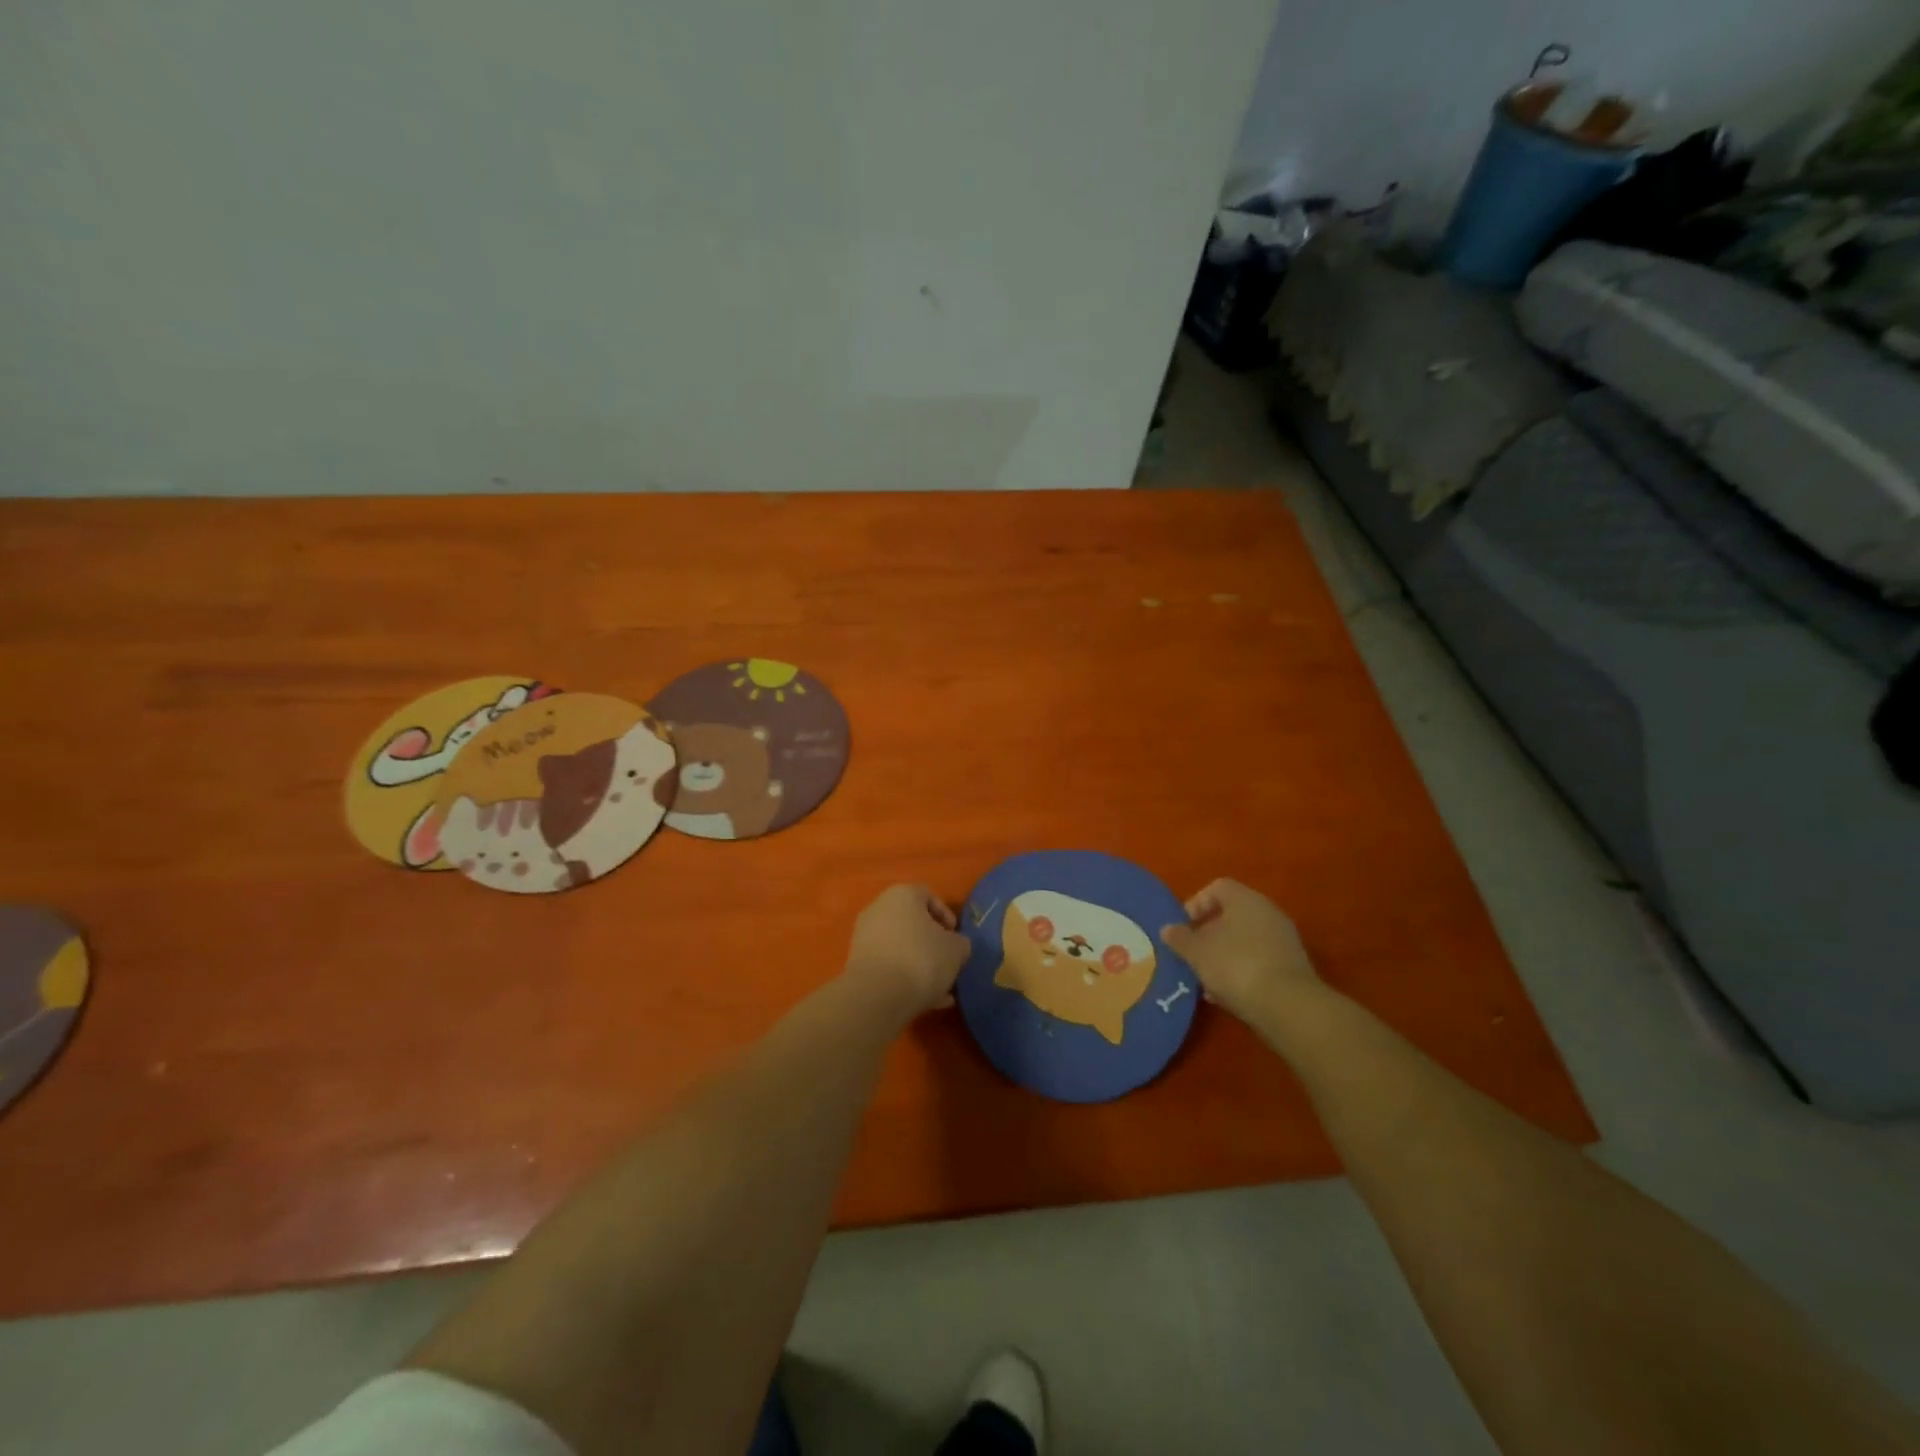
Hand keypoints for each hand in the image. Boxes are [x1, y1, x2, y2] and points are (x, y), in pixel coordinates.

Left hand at [843, 884, 969, 1017]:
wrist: (878, 995)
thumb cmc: (921, 959)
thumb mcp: (957, 949)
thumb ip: (960, 943)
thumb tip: (955, 946)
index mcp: (902, 894)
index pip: (928, 895)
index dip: (946, 915)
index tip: (956, 937)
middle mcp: (879, 908)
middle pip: (912, 923)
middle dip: (932, 943)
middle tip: (948, 962)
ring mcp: (865, 936)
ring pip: (901, 947)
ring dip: (921, 964)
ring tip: (941, 989)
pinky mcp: (858, 963)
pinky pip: (889, 966)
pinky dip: (906, 978)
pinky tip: (927, 1001)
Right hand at [1160, 879, 1319, 1021]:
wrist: (1288, 1007)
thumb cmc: (1236, 966)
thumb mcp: (1197, 953)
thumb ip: (1180, 938)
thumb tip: (1168, 929)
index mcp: (1245, 900)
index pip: (1217, 888)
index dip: (1196, 904)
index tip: (1183, 927)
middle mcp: (1268, 913)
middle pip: (1231, 915)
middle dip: (1208, 934)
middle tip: (1191, 953)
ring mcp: (1283, 940)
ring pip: (1244, 940)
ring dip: (1223, 955)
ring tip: (1206, 979)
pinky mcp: (1292, 967)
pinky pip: (1258, 960)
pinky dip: (1241, 971)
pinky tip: (1227, 994)